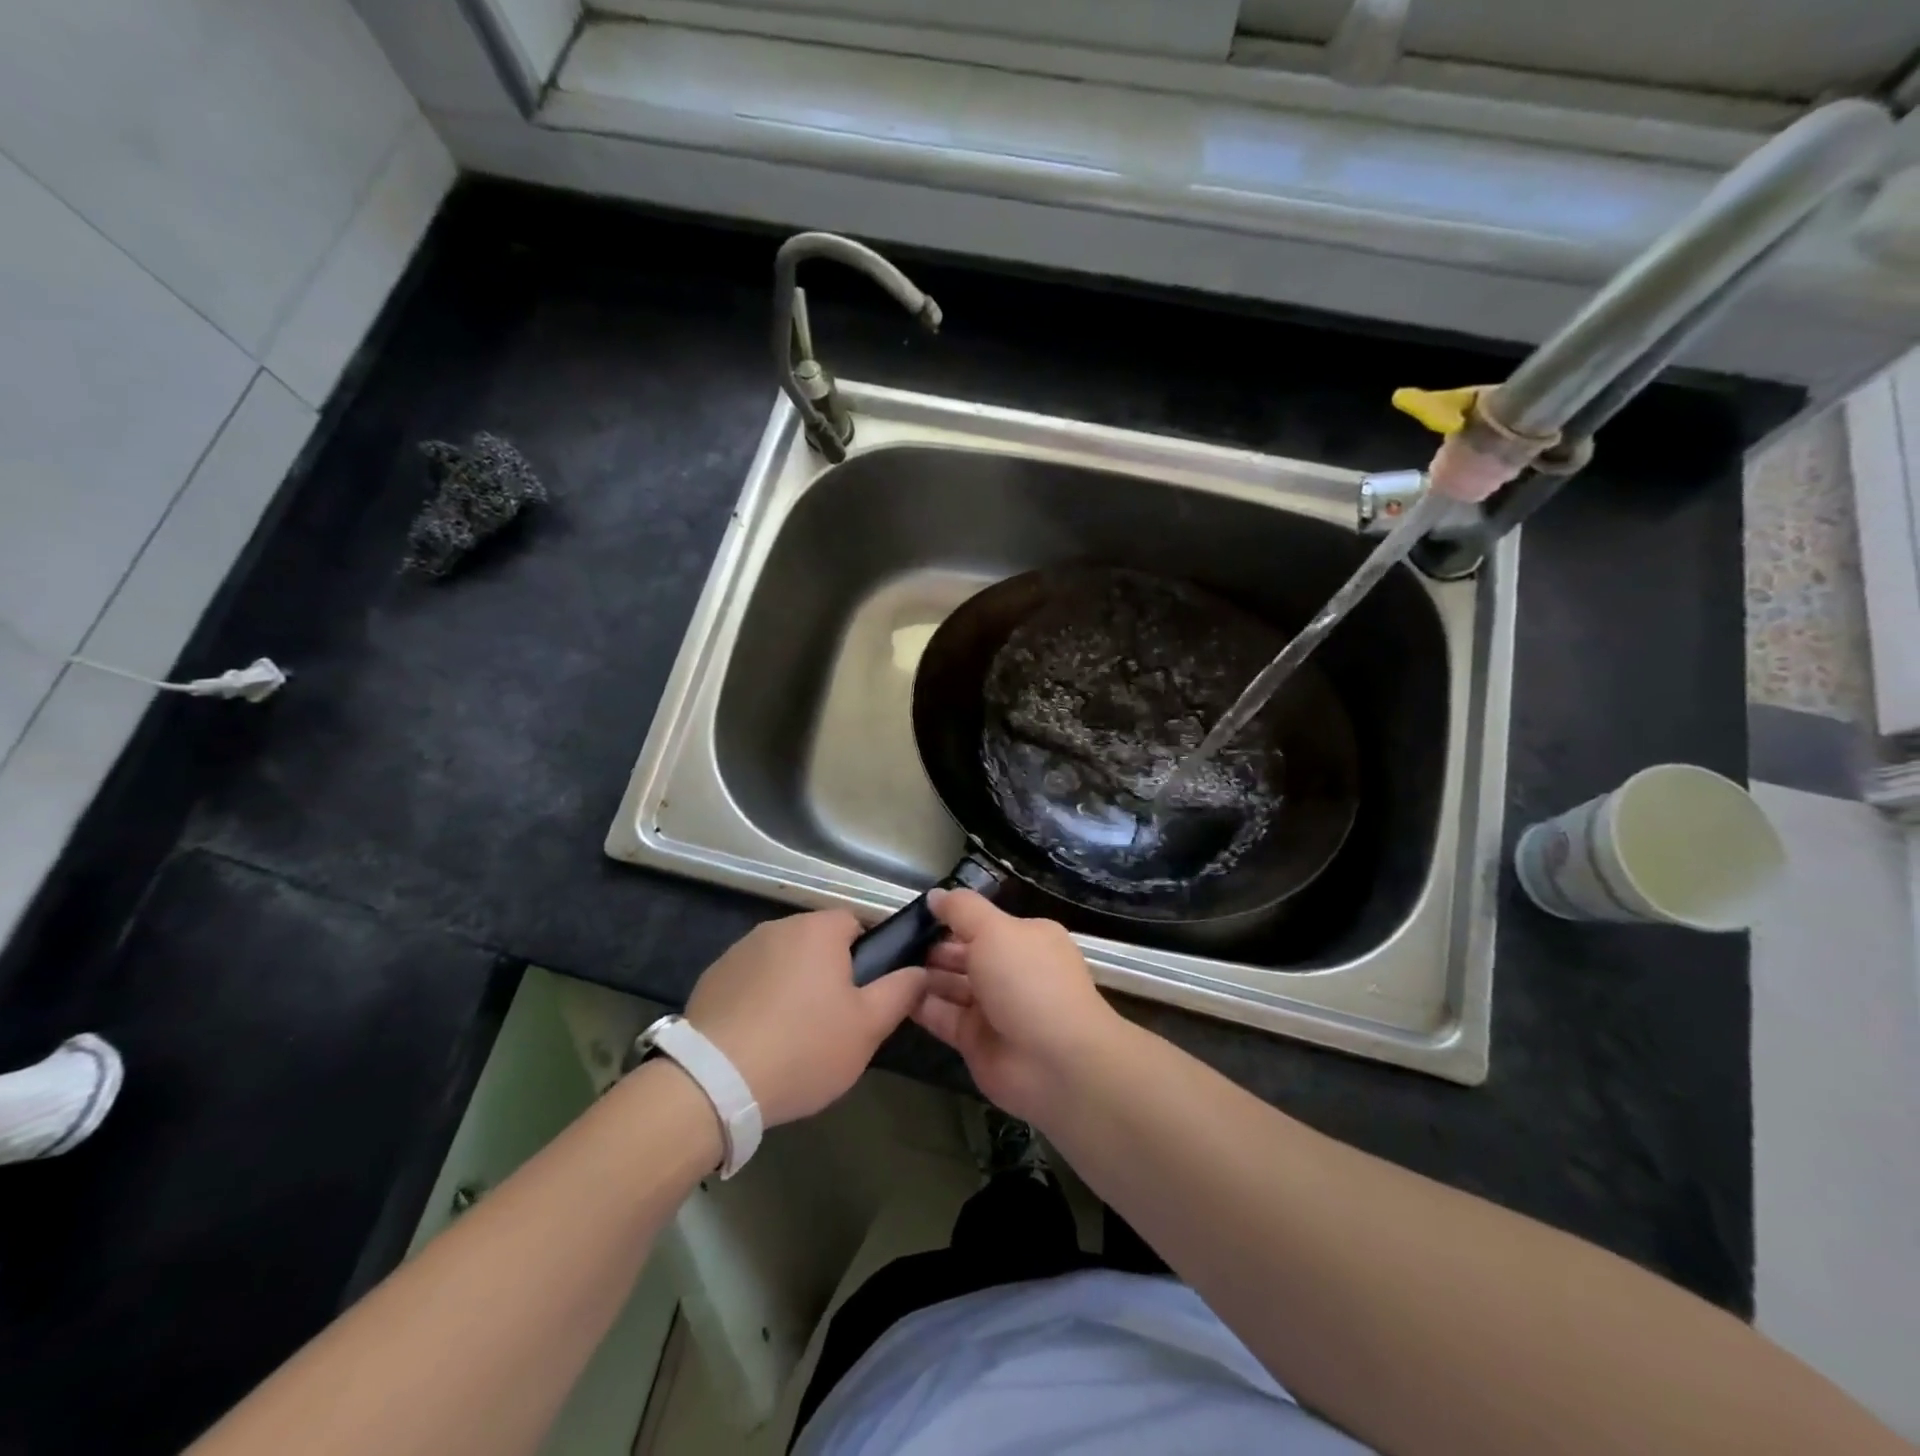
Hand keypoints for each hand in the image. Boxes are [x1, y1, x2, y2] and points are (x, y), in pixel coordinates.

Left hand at [686, 910, 924, 1126]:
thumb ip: (901, 991)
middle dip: (829, 973)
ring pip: (783, 962)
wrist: (714, 1082)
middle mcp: (777, 927)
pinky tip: (759, 1040)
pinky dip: (760, 1000)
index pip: (855, 923)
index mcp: (818, 930)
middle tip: (835, 1021)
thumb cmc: (804, 1047)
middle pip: (817, 942)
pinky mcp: (712, 978)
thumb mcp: (868, 1027)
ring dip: (793, 985)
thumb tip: (920, 970)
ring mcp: (739, 951)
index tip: (866, 995)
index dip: (867, 956)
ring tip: (794, 1036)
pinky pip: (751, 981)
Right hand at [911, 889, 1123, 1123]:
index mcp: (1026, 939)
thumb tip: (936, 895)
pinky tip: (892, 994)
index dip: (951, 919)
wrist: (1055, 1063)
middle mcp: (1011, 971)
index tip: (915, 915)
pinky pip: (942, 1017)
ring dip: (922, 976)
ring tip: (885, 965)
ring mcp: (994, 1008)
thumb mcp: (995, 931)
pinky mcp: (975, 1041)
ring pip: (951, 986)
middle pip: (965, 954)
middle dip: (932, 948)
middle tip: (892, 942)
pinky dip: (920, 1006)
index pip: (983, 924)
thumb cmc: (1028, 981)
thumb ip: (962, 910)